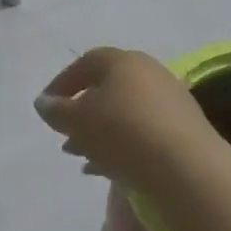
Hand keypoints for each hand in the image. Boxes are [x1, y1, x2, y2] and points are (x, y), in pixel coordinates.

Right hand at [34, 47, 221, 195]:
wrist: (186, 167)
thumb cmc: (122, 132)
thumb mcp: (76, 121)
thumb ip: (56, 110)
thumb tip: (45, 102)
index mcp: (123, 61)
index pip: (86, 63)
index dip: (62, 83)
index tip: (47, 107)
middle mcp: (150, 73)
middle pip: (107, 88)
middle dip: (82, 112)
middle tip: (64, 134)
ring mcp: (171, 102)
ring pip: (124, 113)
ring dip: (99, 132)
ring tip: (81, 156)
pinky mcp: (184, 130)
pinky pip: (143, 132)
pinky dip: (122, 145)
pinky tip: (106, 168)